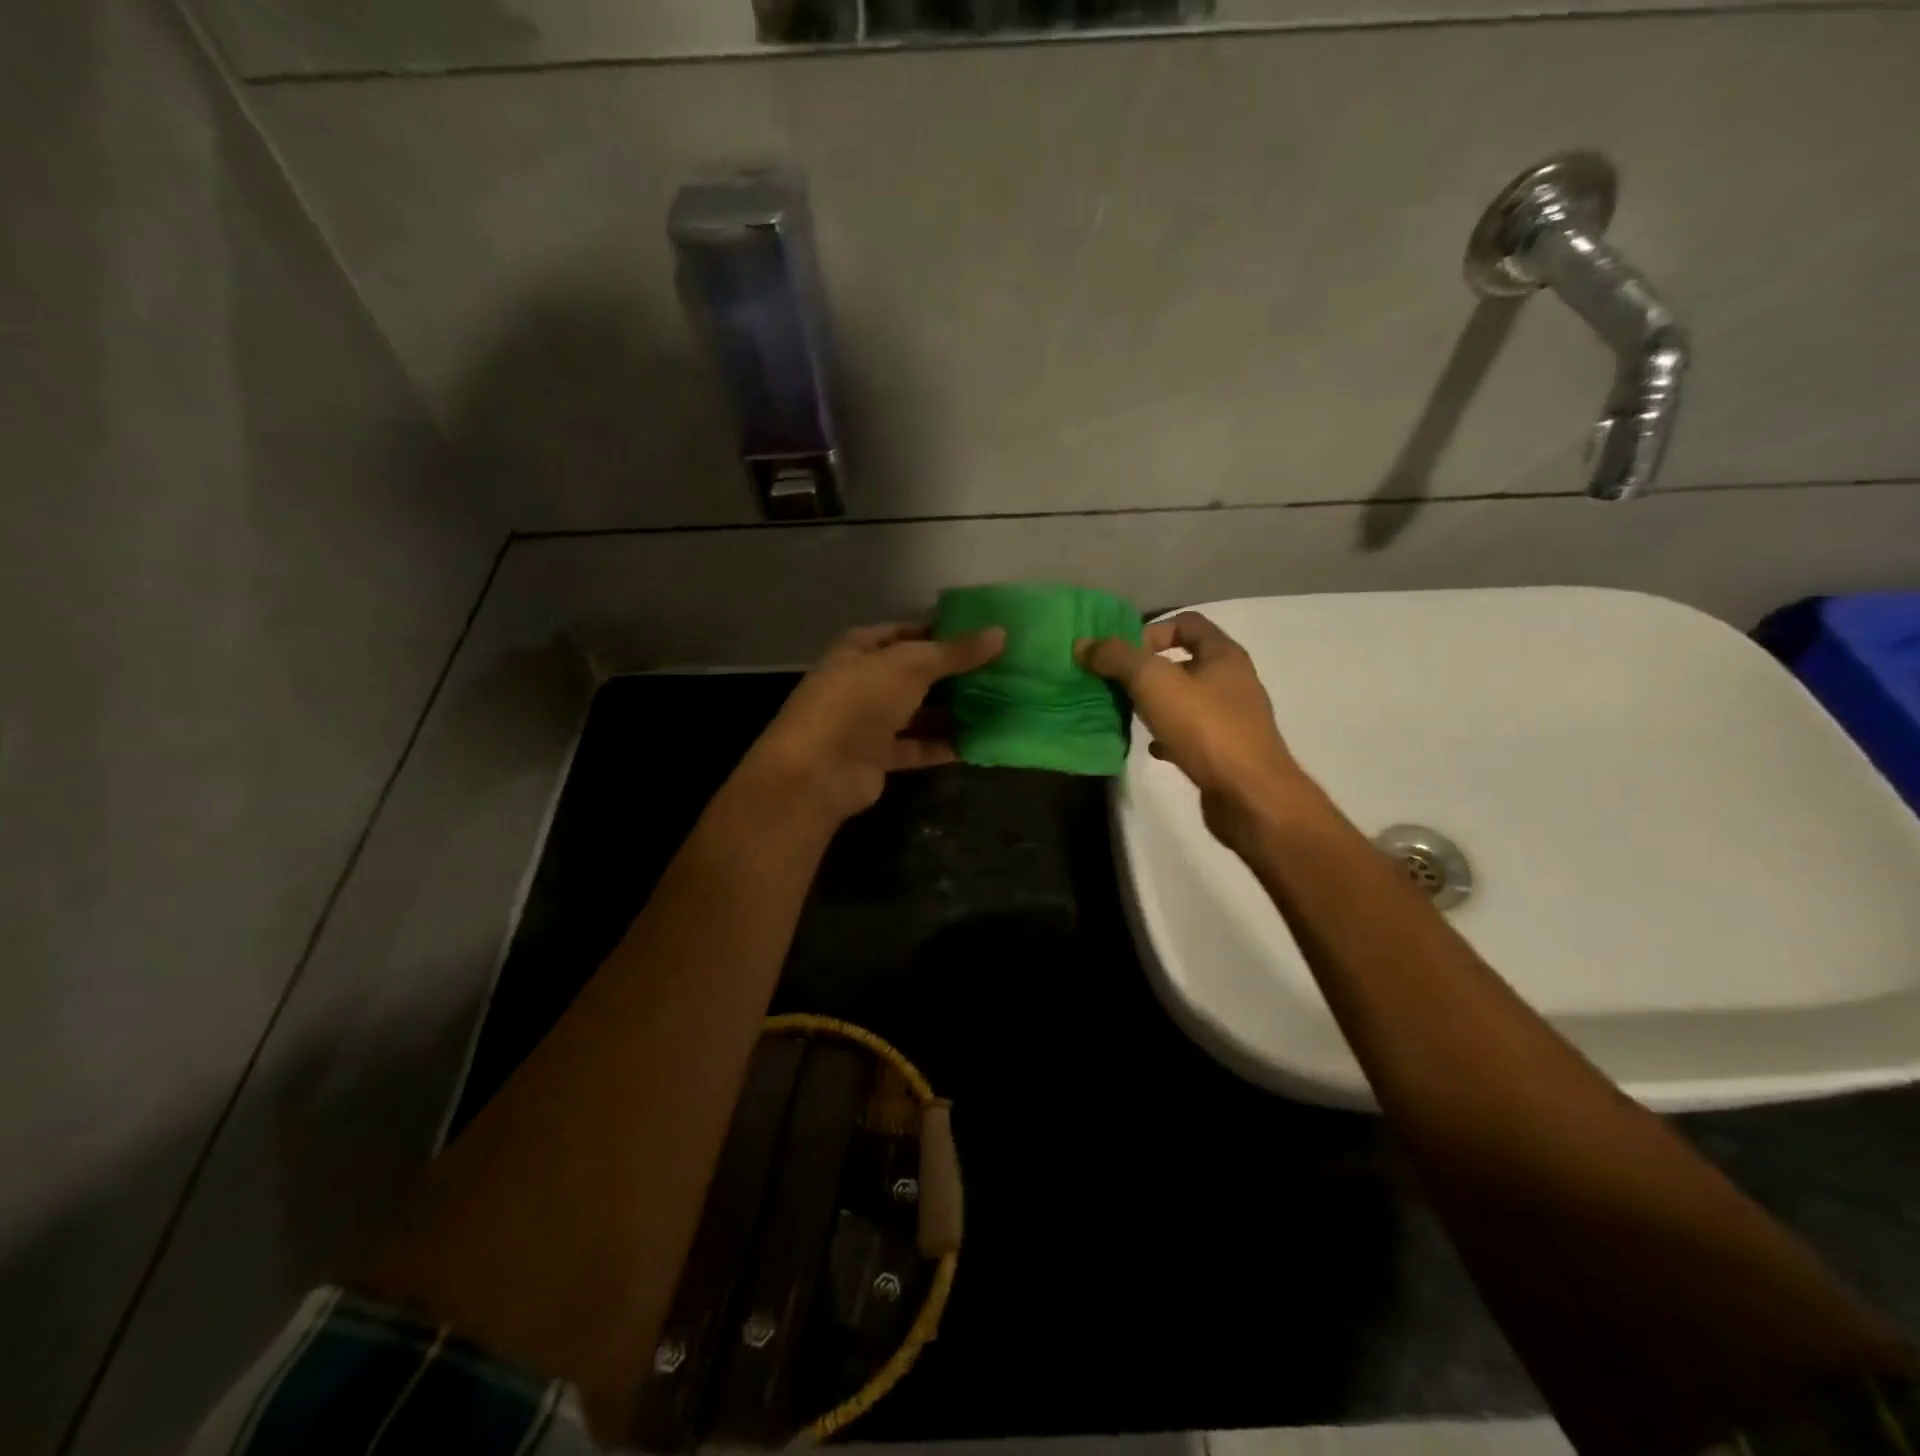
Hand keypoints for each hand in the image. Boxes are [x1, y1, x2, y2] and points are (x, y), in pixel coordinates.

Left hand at [748, 621, 1005, 822]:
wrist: (819, 771)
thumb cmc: (860, 701)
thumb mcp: (911, 666)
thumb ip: (955, 652)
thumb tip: (1000, 634)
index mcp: (859, 649)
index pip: (904, 632)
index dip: (940, 631)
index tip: (981, 634)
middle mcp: (862, 682)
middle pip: (914, 673)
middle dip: (953, 673)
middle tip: (1000, 670)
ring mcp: (868, 721)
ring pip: (918, 712)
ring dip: (952, 710)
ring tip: (998, 704)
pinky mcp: (878, 757)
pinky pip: (918, 746)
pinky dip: (944, 745)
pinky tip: (980, 741)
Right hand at [1077, 612, 1311, 842]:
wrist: (1249, 796)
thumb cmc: (1206, 729)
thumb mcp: (1154, 683)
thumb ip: (1117, 658)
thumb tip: (1083, 644)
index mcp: (1224, 655)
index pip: (1188, 623)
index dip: (1152, 631)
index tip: (1123, 654)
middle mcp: (1233, 681)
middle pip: (1185, 661)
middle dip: (1148, 669)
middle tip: (1116, 683)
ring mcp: (1232, 719)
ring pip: (1187, 699)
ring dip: (1156, 703)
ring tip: (1128, 713)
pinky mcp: (1226, 752)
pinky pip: (1190, 734)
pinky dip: (1167, 736)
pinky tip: (1150, 747)